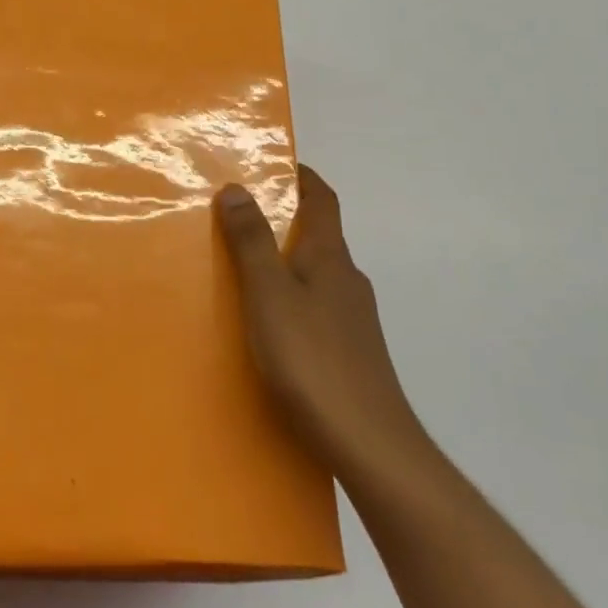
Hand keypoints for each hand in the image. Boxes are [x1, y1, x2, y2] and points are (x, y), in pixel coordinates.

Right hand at [216, 166, 426, 467]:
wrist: (369, 444)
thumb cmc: (312, 359)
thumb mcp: (269, 294)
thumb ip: (252, 241)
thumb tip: (238, 187)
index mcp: (330, 258)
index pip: (323, 199)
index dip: (302, 176)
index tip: (274, 163)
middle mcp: (347, 280)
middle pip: (318, 234)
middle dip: (283, 218)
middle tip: (238, 216)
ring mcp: (353, 319)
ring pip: (316, 274)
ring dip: (285, 261)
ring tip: (242, 270)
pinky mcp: (350, 352)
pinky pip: (315, 307)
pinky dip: (291, 298)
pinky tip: (267, 325)